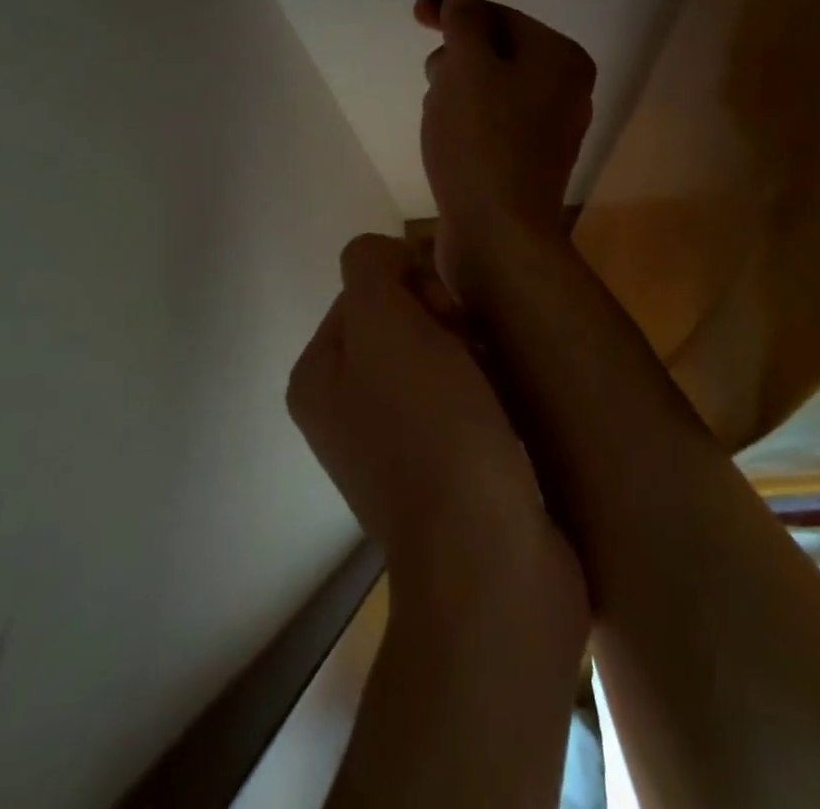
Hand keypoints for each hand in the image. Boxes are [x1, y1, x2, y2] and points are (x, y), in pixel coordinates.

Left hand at [288, 234, 584, 625]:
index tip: (443, 318)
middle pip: (401, 321)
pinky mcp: (440, 471)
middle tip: (469, 351)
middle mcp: (343, 409)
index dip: (411, 284)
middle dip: (443, 323)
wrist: (489, 558)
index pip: (366, 286)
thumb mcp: (384, 322)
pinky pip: (460, 399)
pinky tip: (502, 410)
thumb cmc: (431, 427)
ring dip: (469, 355)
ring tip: (492, 385)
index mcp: (317, 375)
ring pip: (436, 356)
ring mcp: (390, 444)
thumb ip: (371, 266)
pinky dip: (483, 392)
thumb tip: (389, 261)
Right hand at [416, 0, 595, 297]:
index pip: (502, 16)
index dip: (456, 12)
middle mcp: (565, 89)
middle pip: (497, 52)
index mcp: (560, 58)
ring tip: (437, 119)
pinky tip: (446, 143)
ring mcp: (550, 129)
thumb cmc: (481, 140)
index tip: (416, 14)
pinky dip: (466, 123)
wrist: (498, 236)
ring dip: (456, 93)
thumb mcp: (466, 66)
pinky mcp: (529, 162)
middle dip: (456, 59)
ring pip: (490, 89)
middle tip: (433, 80)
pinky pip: (492, 124)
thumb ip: (464, 20)